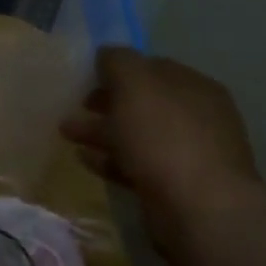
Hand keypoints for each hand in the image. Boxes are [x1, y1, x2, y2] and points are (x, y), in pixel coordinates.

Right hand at [62, 47, 259, 263]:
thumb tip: (107, 54)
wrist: (200, 210)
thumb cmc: (165, 137)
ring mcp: (189, 153)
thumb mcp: (135, 84)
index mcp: (194, 86)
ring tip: (66, 133)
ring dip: (102, 131)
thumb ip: (118, 61)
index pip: (151, 67)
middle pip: (143, 102)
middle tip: (73, 105)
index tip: (85, 76)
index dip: (117, 68)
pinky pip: (136, 164)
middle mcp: (197, 116)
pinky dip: (110, 159)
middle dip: (106, 102)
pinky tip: (85, 159)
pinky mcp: (176, 186)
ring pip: (136, 134)